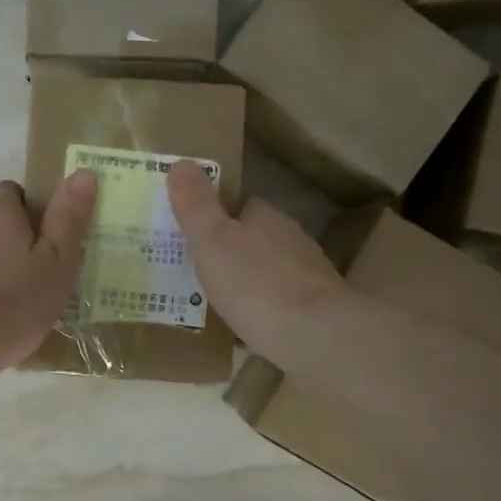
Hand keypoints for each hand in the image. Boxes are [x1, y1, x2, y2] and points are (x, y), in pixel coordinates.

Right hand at [166, 161, 345, 365]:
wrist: (317, 336)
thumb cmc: (257, 285)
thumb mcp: (213, 242)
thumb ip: (196, 206)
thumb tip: (181, 163)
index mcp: (266, 218)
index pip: (242, 206)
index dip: (218, 217)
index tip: (195, 236)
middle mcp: (292, 239)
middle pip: (257, 239)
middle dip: (233, 253)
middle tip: (200, 274)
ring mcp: (309, 275)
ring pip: (271, 272)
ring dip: (250, 283)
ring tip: (220, 304)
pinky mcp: (318, 310)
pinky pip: (282, 304)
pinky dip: (266, 312)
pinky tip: (250, 330)